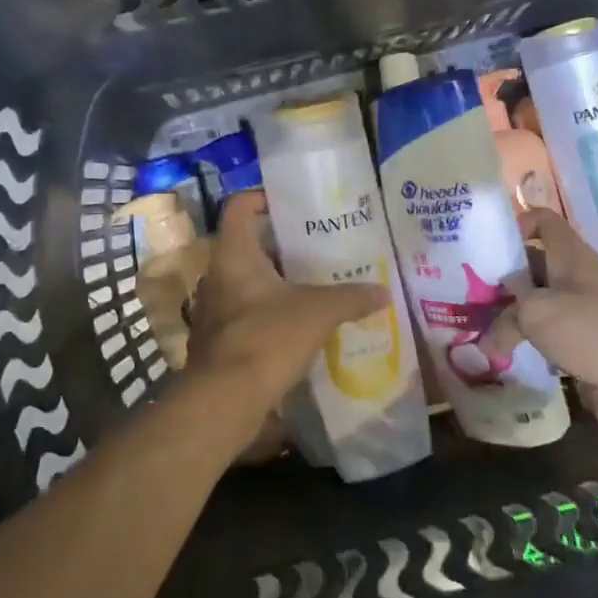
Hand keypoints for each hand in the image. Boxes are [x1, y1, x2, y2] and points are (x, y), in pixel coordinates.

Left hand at [182, 191, 388, 451]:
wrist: (225, 400)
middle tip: (316, 247)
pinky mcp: (218, 338)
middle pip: (247, 245)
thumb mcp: (318, 312)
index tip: (292, 204)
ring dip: (275, 281)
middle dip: (280, 245)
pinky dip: (268, 311)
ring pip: (246, 281)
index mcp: (234, 254)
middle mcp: (217, 274)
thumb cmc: (267, 338)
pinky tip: (297, 323)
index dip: (262, 198)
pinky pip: (245, 312)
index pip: (239, 206)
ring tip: (312, 284)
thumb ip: (351, 298)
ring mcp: (213, 308)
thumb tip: (384, 292)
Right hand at [479, 208, 597, 440]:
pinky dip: (522, 345)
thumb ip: (503, 321)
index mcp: (569, 256)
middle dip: (499, 277)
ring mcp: (579, 316)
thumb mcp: (536, 314)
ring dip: (507, 316)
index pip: (543, 221)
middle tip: (459, 289)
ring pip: (534, 306)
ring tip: (470, 323)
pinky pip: (543, 340)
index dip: (516, 223)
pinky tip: (495, 355)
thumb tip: (484, 341)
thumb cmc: (593, 329)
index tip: (484, 242)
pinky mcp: (580, 349)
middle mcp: (574, 280)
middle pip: (531, 267)